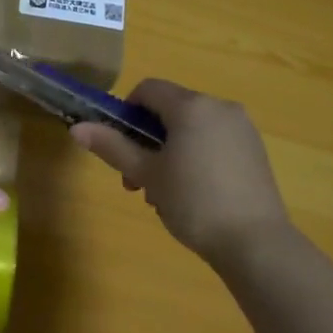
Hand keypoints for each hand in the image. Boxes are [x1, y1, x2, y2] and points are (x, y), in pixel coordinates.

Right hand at [72, 79, 290, 262]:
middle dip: (147, 139)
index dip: (127, 111)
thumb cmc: (194, 202)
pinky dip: (196, 155)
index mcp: (192, 106)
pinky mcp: (255, 150)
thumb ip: (112, 147)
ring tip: (163, 194)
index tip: (121, 144)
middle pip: (171, 109)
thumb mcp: (147, 174)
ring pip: (192, 127)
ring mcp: (242, 128)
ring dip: (170, 150)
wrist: (256, 243)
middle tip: (137, 179)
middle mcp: (220, 107)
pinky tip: (193, 193)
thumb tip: (77, 128)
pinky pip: (214, 140)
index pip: (149, 89)